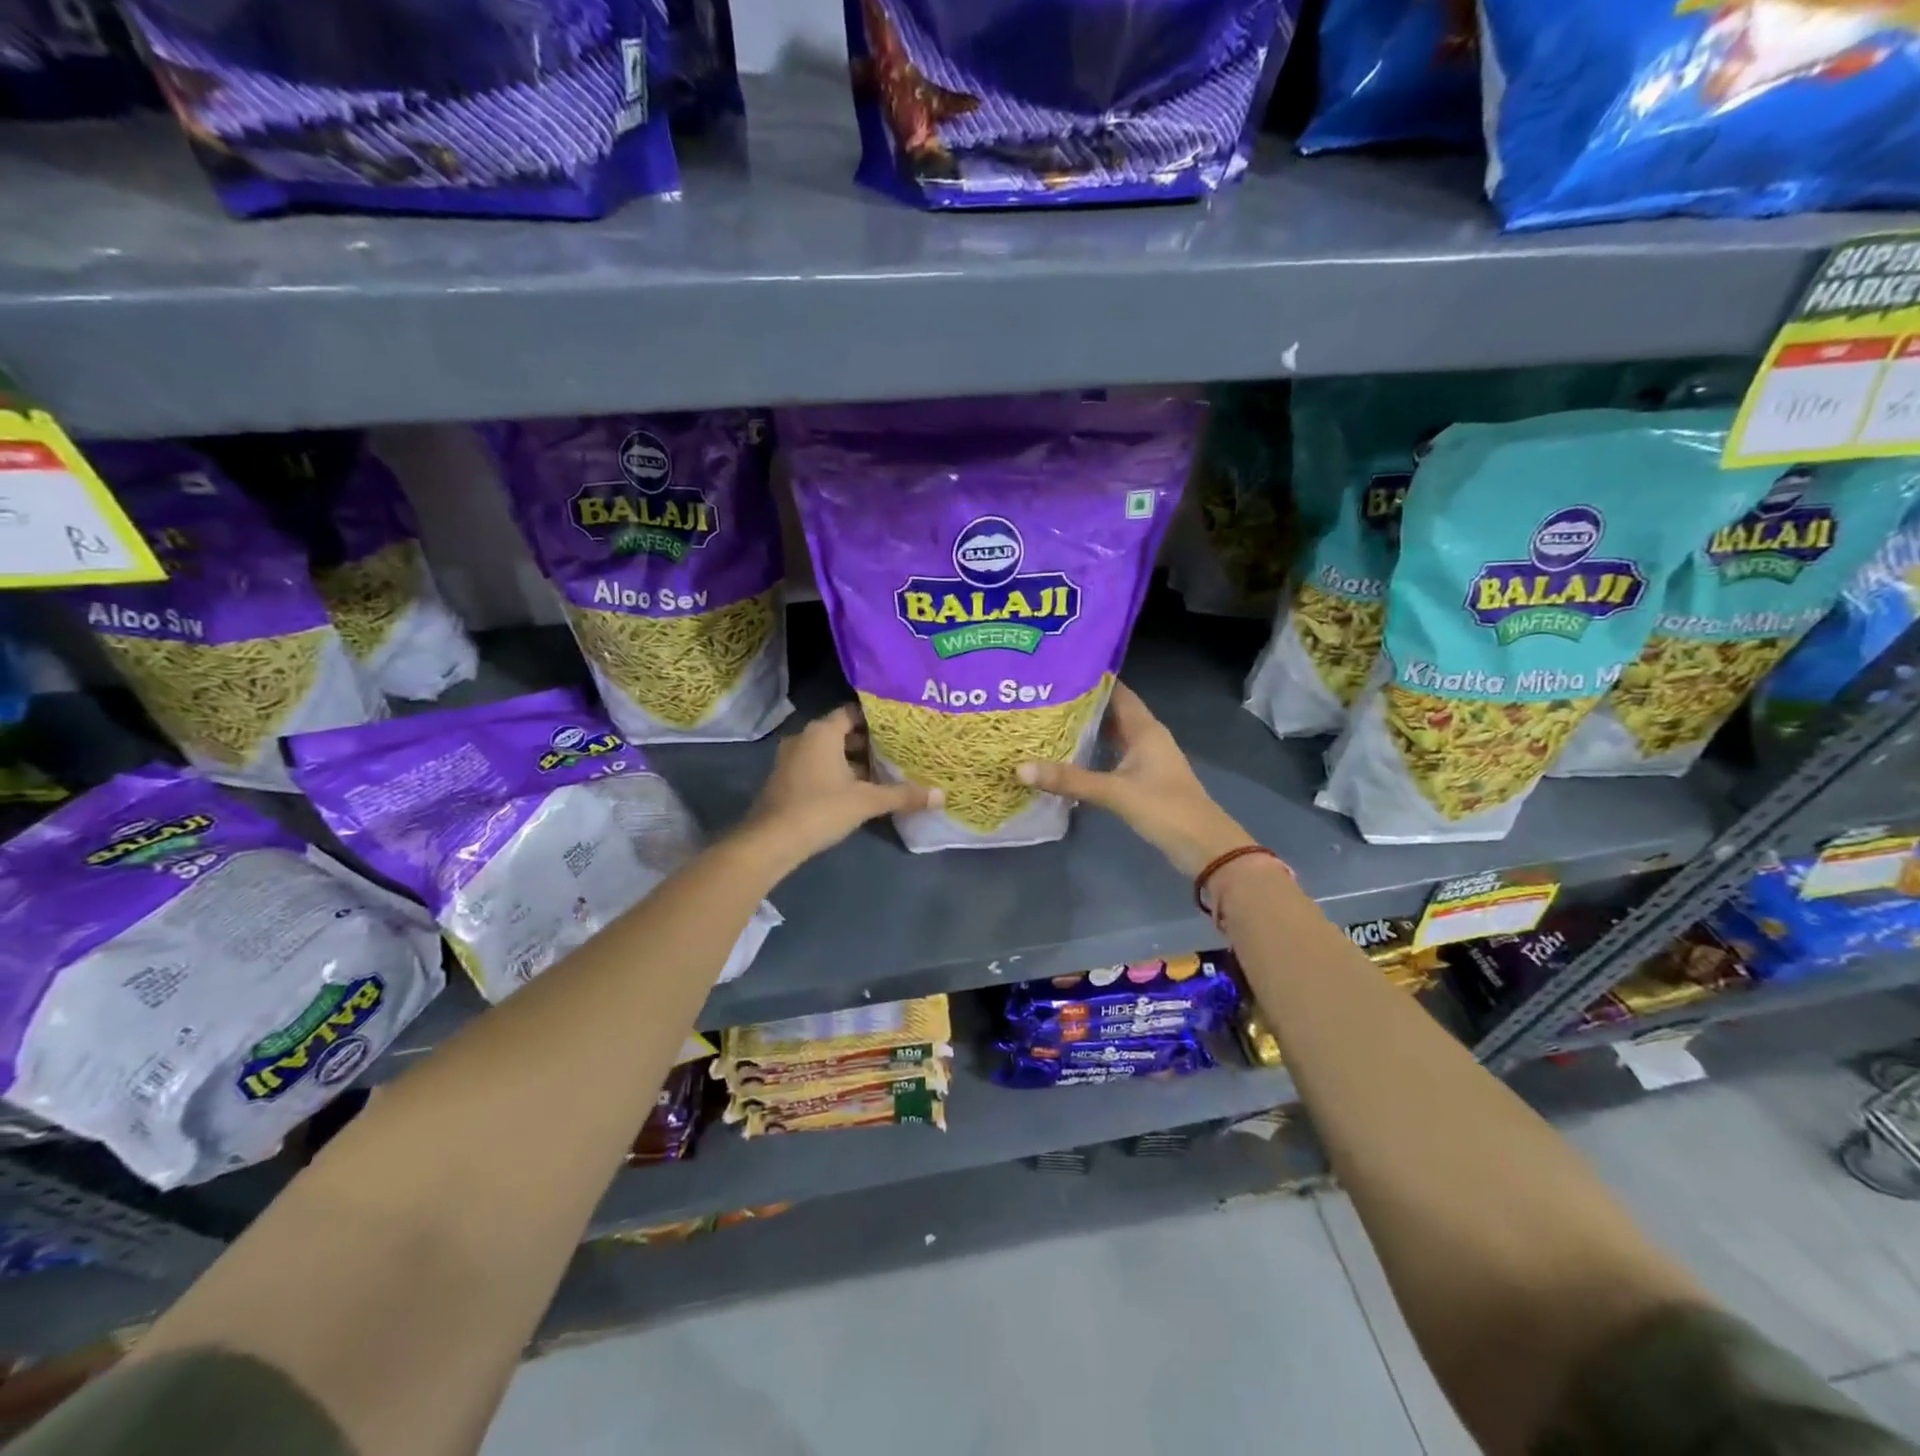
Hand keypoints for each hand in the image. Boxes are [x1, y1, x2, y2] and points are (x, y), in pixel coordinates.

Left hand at [742, 704, 940, 869]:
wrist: (770, 842)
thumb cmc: (820, 809)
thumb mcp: (866, 801)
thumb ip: (903, 795)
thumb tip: (941, 796)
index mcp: (822, 732)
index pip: (852, 712)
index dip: (877, 719)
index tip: (900, 727)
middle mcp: (804, 738)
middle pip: (841, 733)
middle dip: (868, 743)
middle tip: (898, 750)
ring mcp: (791, 760)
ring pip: (829, 752)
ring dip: (852, 761)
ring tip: (883, 772)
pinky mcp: (785, 780)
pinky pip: (817, 767)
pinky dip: (836, 773)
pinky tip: (857, 790)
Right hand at [1017, 682, 1250, 878]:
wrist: (1203, 846)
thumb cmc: (1164, 808)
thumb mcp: (1113, 792)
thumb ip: (1069, 780)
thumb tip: (1019, 768)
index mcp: (1145, 728)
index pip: (1117, 691)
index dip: (1090, 679)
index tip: (1056, 672)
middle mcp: (1146, 736)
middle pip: (1111, 711)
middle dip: (1080, 704)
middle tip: (1042, 697)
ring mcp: (1146, 758)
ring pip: (1112, 734)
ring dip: (1086, 729)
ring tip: (1048, 722)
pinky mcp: (1143, 779)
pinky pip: (1113, 755)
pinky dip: (1093, 752)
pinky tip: (1068, 756)